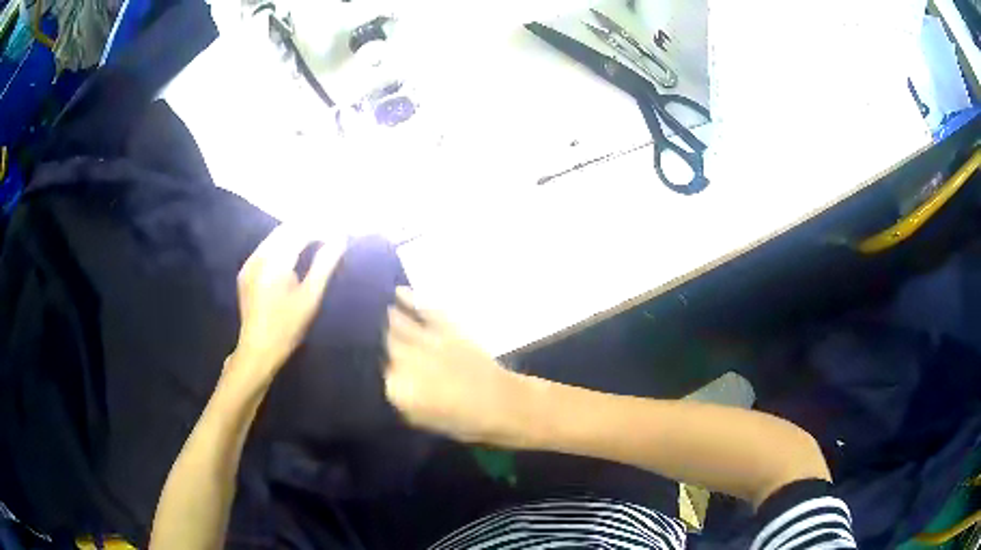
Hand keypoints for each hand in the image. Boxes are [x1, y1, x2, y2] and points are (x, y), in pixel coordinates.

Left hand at [230, 226, 343, 387]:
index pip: (300, 232)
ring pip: (275, 237)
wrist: (258, 349)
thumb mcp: (310, 297)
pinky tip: (295, 252)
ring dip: (295, 234)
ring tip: (317, 238)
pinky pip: (266, 247)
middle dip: (308, 227)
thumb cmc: (287, 327)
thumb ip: (324, 265)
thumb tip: (340, 239)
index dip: (321, 228)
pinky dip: (283, 244)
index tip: (339, 231)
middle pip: (286, 229)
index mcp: (274, 262)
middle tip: (330, 232)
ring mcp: (250, 263)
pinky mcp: (246, 271)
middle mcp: (259, 256)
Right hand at [385, 288, 527, 444]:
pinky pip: (424, 310)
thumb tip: (389, 381)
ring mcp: (427, 340)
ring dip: (390, 318)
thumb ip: (402, 399)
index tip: (379, 367)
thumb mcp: (424, 419)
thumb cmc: (464, 421)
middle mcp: (407, 361)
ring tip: (380, 310)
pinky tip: (399, 291)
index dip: (381, 368)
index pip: (380, 373)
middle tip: (375, 337)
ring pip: (399, 325)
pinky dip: (411, 299)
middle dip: (382, 341)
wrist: (503, 404)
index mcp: (399, 389)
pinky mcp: (447, 327)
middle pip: (387, 345)